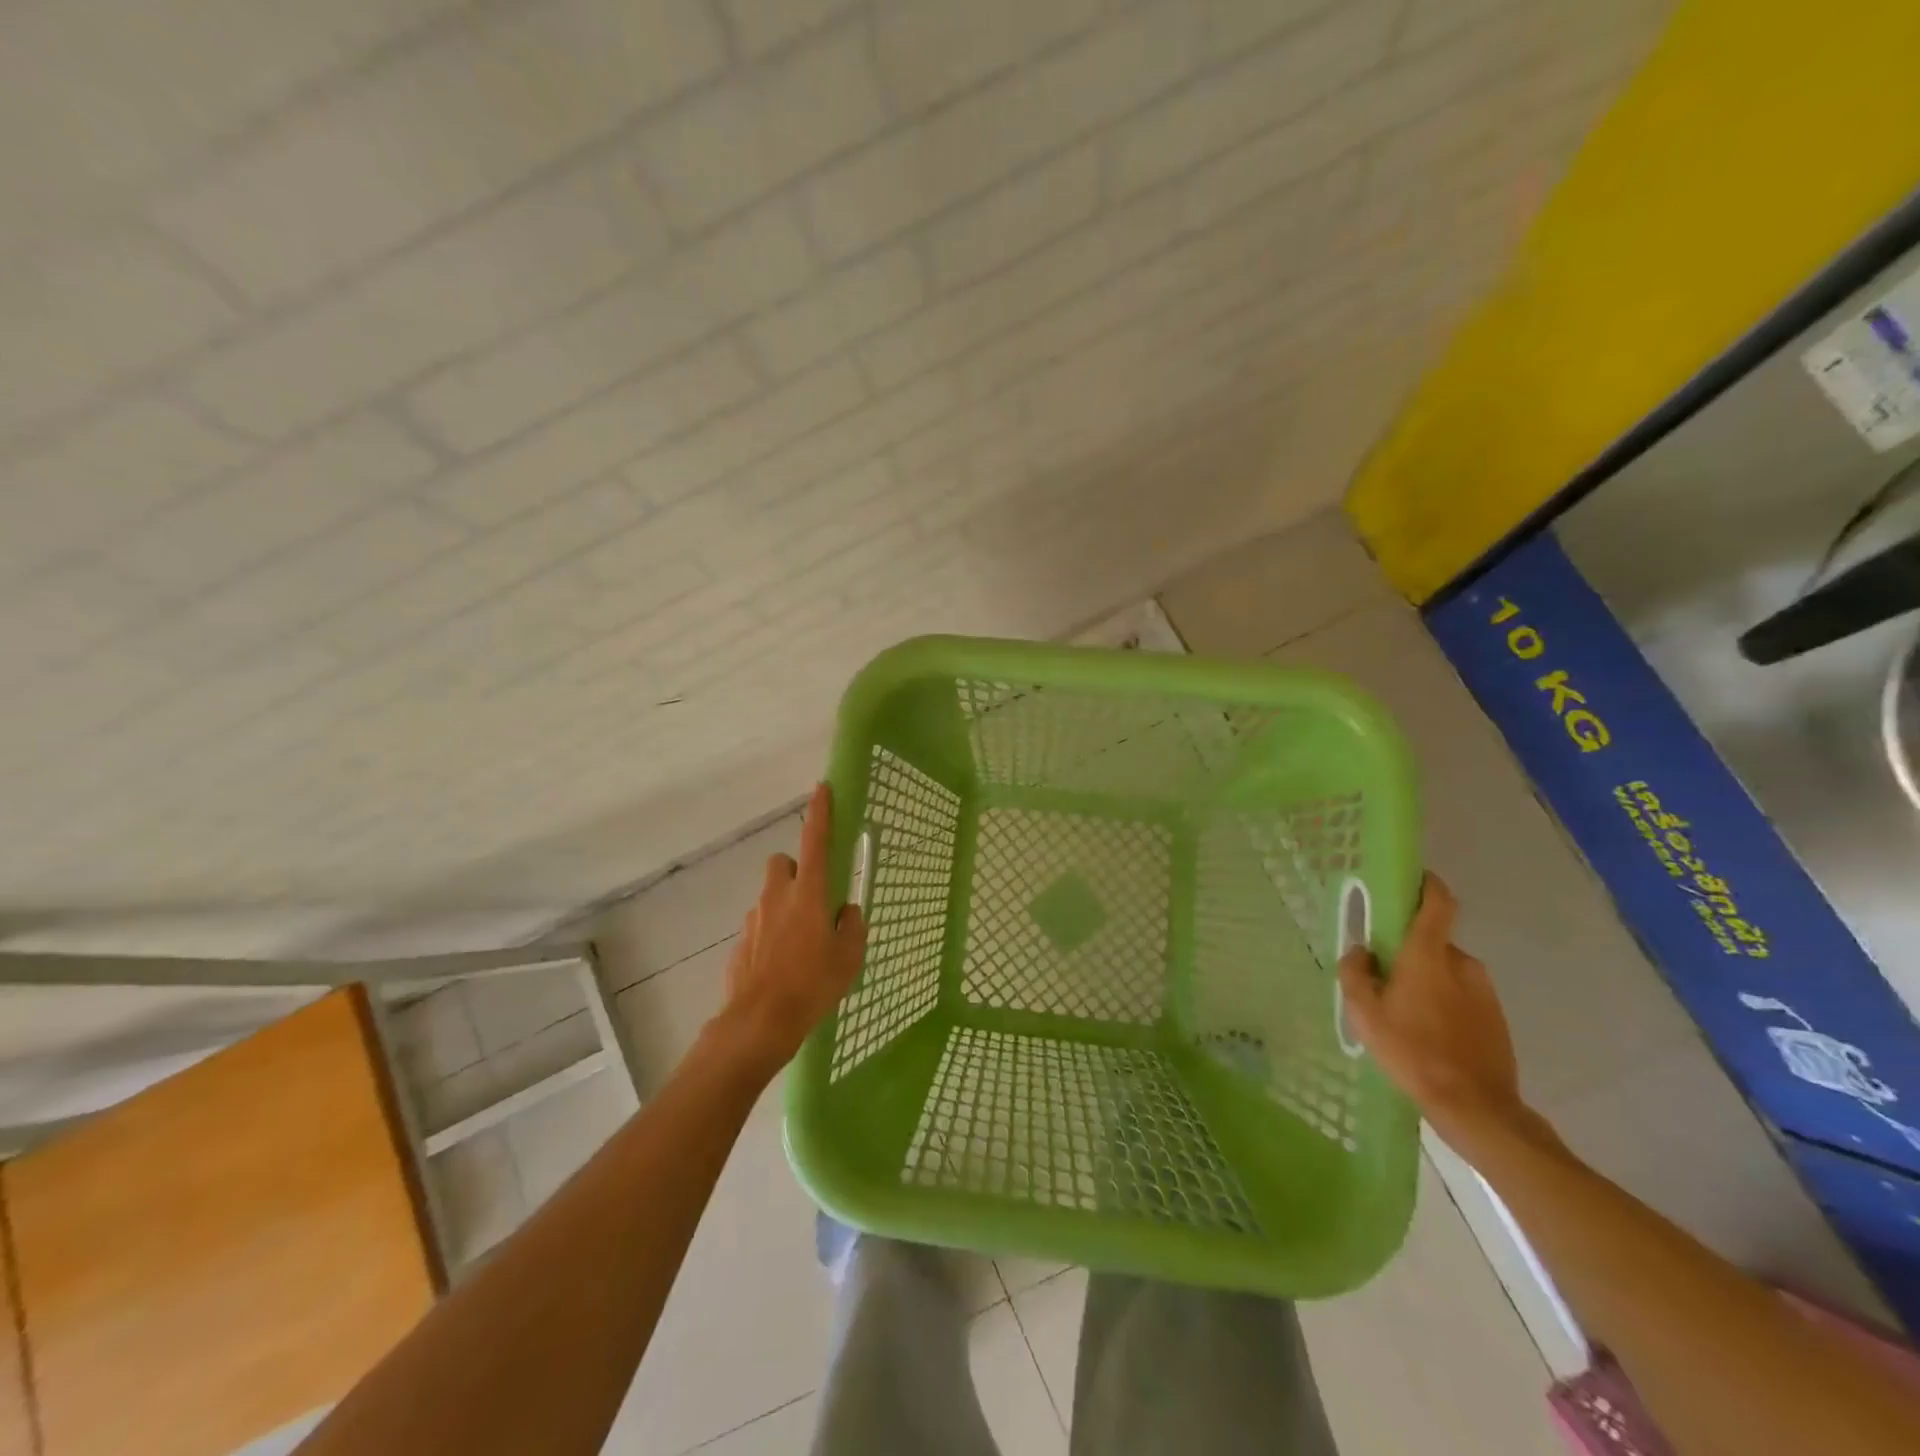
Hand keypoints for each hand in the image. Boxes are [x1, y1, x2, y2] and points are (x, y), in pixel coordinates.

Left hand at [711, 782, 866, 1076]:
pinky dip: (772, 934)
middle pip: (782, 863)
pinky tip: (782, 965)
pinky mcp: (740, 942)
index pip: (816, 841)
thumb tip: (845, 913)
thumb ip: (852, 926)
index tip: (821, 788)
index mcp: (808, 893)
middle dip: (795, 871)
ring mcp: (754, 919)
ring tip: (801, 943)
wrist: (760, 1022)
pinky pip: (760, 926)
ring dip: (785, 906)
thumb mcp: (849, 956)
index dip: (820, 813)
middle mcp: (777, 897)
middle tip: (813, 899)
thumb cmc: (812, 984)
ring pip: (770, 896)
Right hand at [1337, 874, 1524, 1146]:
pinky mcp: (1496, 1018)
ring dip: (1426, 981)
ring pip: (1447, 972)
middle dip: (1409, 952)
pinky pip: (1462, 997)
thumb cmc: (1413, 1052)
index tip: (1410, 880)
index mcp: (1429, 955)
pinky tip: (1428, 1036)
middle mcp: (1462, 963)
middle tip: (1384, 979)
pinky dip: (1444, 1004)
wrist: (1477, 1108)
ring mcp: (1485, 992)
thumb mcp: (1365, 1013)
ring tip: (1405, 1016)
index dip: (1427, 884)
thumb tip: (1361, 951)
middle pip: (1432, 943)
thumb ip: (1356, 974)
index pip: (1438, 902)